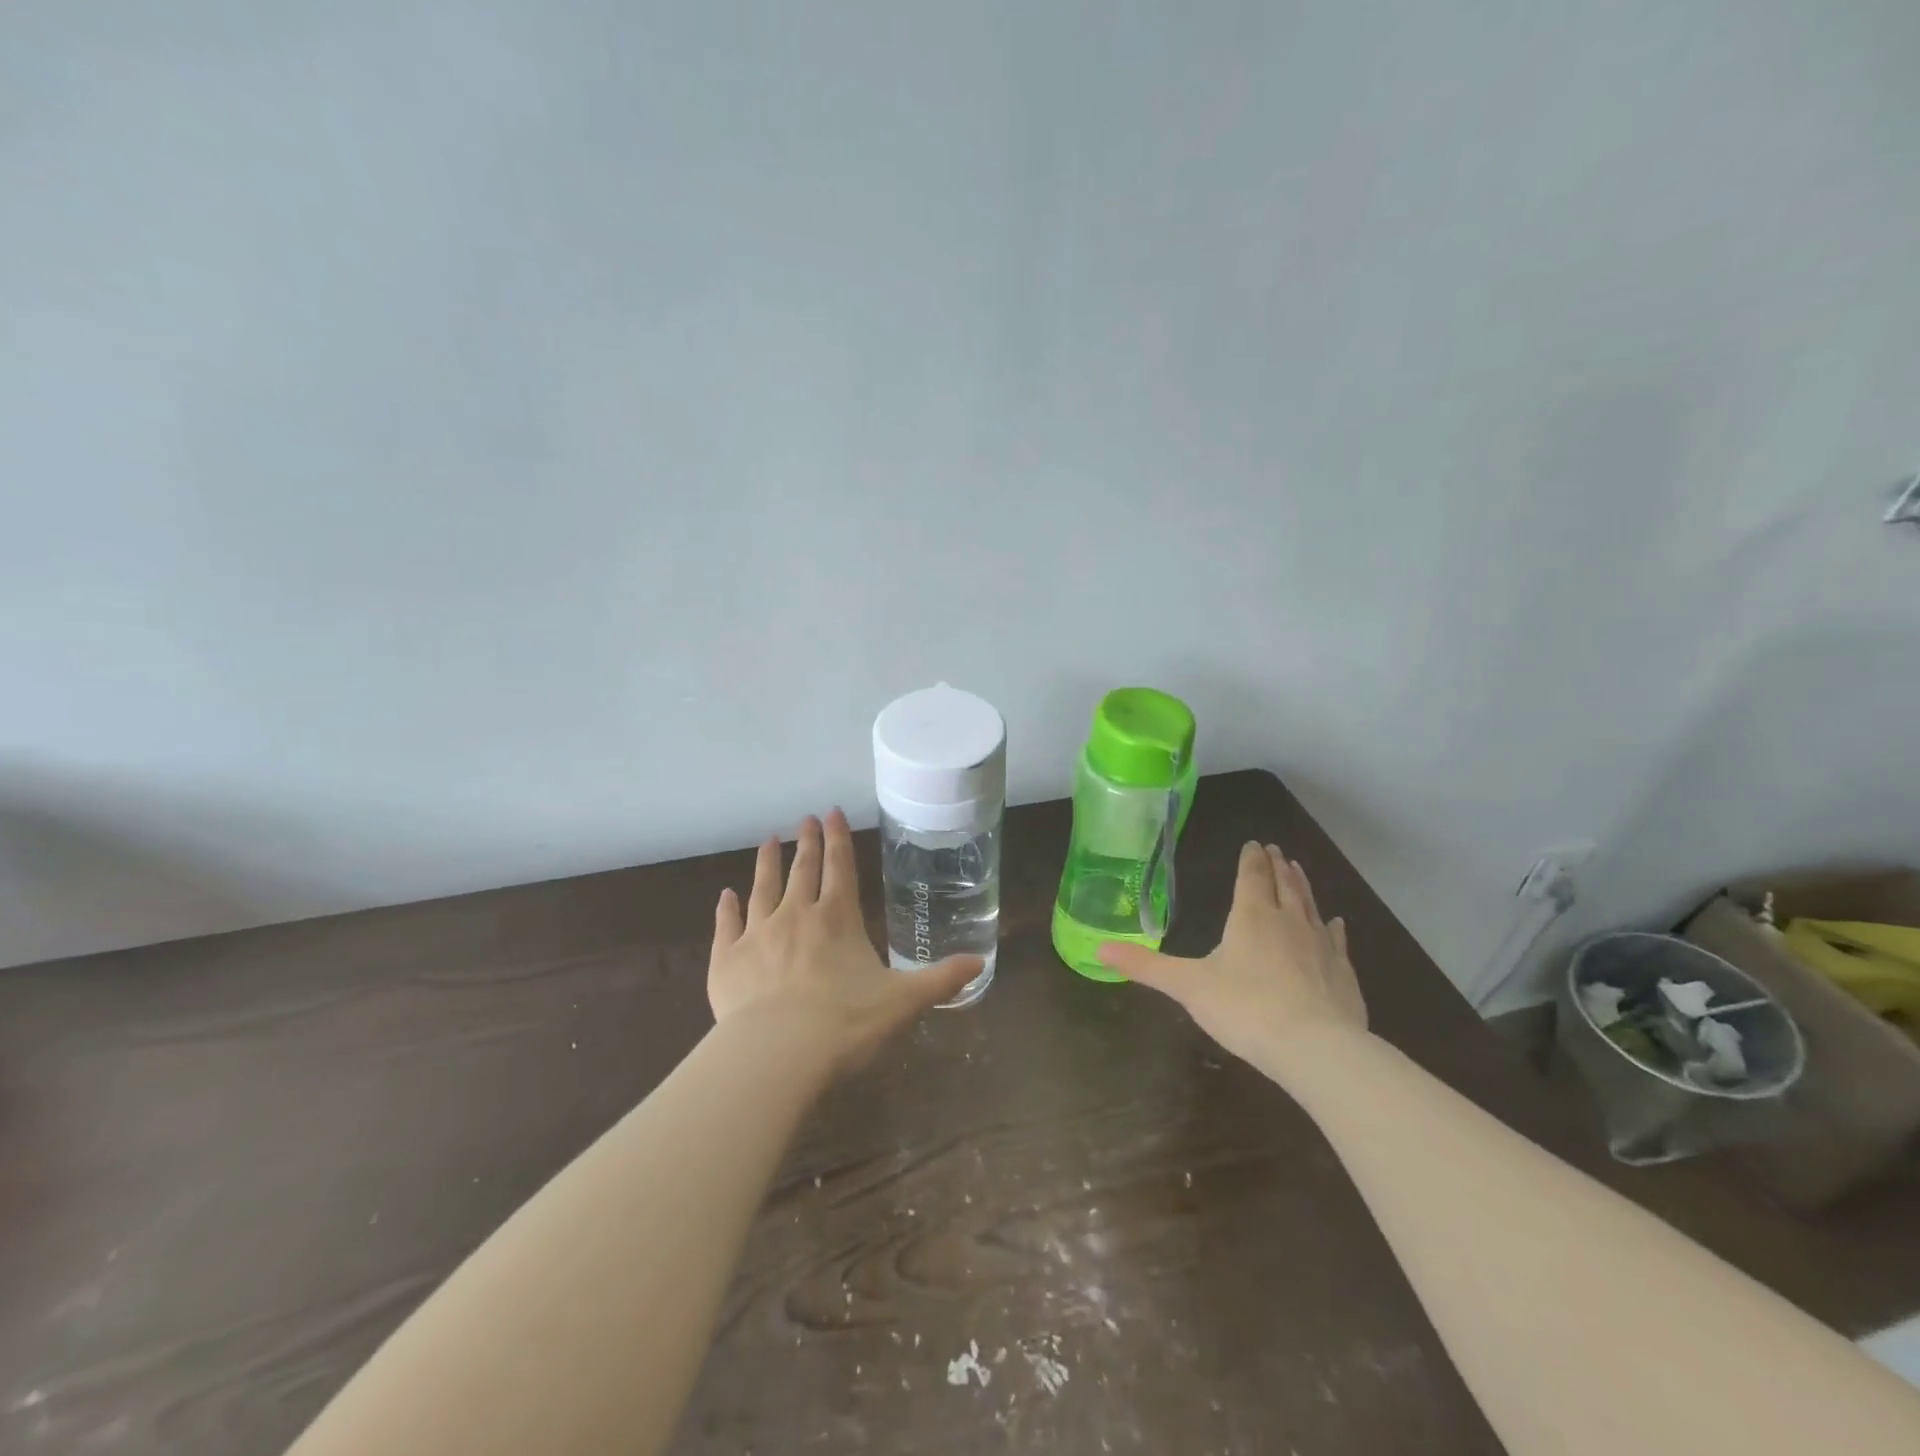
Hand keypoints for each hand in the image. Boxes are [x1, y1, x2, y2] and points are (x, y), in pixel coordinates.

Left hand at [708, 809, 982, 1074]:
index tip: (832, 812)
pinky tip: (725, 895)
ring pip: (762, 887)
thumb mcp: (904, 1002)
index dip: (838, 838)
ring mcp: (757, 934)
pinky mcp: (726, 960)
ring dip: (767, 862)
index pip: (841, 866)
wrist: (777, 1054)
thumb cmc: (846, 1024)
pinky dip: (726, 908)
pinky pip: (726, 925)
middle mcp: (796, 914)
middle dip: (807, 842)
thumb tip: (980, 961)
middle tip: (805, 819)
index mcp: (838, 918)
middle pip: (803, 869)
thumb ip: (941, 979)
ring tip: (768, 840)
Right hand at [1098, 842, 1367, 1075]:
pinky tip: (1337, 923)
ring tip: (1298, 870)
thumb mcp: (1187, 986)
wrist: (1317, 1049)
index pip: (1251, 877)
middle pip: (1283, 885)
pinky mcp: (1343, 973)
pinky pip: (1337, 940)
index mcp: (1251, 917)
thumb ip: (1145, 966)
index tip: (1254, 843)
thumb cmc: (1246, 1009)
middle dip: (1276, 866)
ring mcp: (1321, 946)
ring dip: (1303, 886)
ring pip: (1311, 906)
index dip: (1250, 860)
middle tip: (1276, 850)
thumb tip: (1098, 950)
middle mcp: (1288, 921)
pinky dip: (1334, 928)